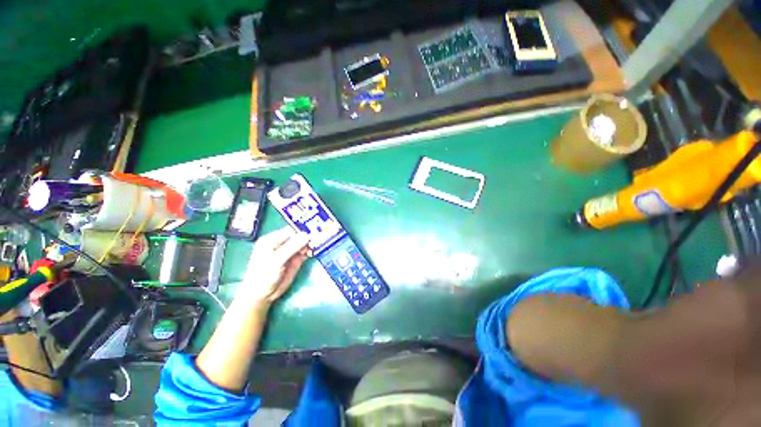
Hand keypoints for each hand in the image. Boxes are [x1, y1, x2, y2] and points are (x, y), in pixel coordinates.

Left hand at [238, 226, 310, 305]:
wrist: (262, 295)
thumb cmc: (263, 276)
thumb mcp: (276, 260)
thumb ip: (291, 247)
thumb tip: (307, 235)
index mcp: (272, 240)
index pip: (290, 231)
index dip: (301, 232)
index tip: (312, 233)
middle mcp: (282, 244)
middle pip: (299, 236)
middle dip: (308, 237)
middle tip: (318, 239)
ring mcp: (290, 252)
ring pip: (304, 244)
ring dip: (311, 244)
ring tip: (316, 246)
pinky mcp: (296, 260)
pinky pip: (306, 252)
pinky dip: (311, 251)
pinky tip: (313, 252)